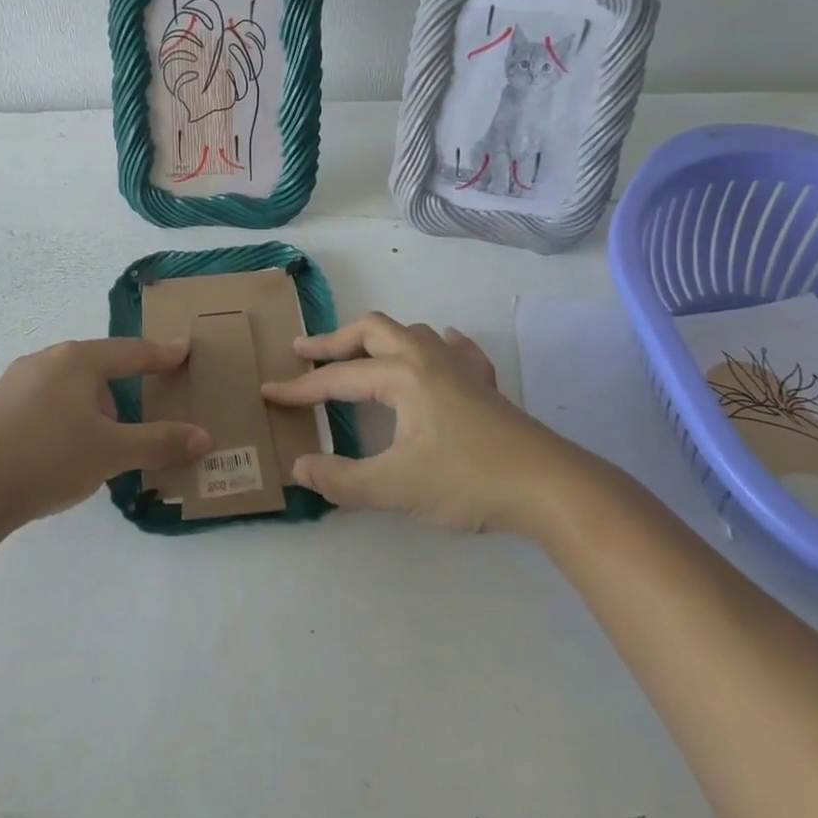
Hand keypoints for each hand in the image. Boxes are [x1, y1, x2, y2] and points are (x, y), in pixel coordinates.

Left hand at [0, 337, 210, 532]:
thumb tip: (204, 438)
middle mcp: (45, 361)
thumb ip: (159, 443)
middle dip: (121, 392)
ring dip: (89, 411)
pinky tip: (57, 455)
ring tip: (96, 449)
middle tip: (136, 419)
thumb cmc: (47, 458)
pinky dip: (62, 422)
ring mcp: (13, 384)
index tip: (182, 349)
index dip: (161, 354)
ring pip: (67, 389)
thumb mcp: (111, 452)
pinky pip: (42, 406)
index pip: (131, 352)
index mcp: (78, 360)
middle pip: (97, 368)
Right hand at [260, 312, 576, 533]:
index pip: (338, 378)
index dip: (300, 388)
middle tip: (305, 352)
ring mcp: (460, 367)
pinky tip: (438, 353)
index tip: (269, 393)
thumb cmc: (467, 480)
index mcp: (401, 376)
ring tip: (362, 356)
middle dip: (335, 341)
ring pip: (412, 333)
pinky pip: (456, 350)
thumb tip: (299, 469)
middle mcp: (427, 358)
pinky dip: (435, 346)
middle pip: (372, 330)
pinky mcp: (485, 385)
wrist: (549, 486)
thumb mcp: (395, 486)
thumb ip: (341, 480)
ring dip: (379, 339)